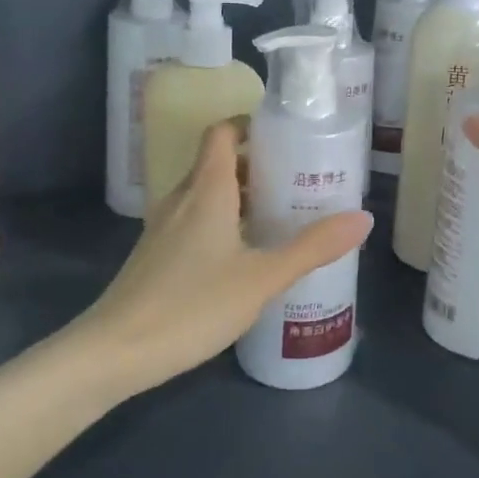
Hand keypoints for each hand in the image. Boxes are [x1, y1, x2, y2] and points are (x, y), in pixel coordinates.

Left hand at [66, 121, 372, 397]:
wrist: (114, 352)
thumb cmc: (192, 305)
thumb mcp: (262, 278)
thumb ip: (312, 248)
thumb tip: (364, 218)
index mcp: (206, 189)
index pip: (222, 132)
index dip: (250, 125)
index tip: (285, 136)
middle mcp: (182, 198)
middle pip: (218, 162)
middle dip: (257, 165)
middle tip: (297, 179)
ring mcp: (164, 227)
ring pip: (206, 194)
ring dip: (240, 195)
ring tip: (279, 215)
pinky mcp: (156, 254)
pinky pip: (194, 219)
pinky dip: (222, 221)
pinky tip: (244, 255)